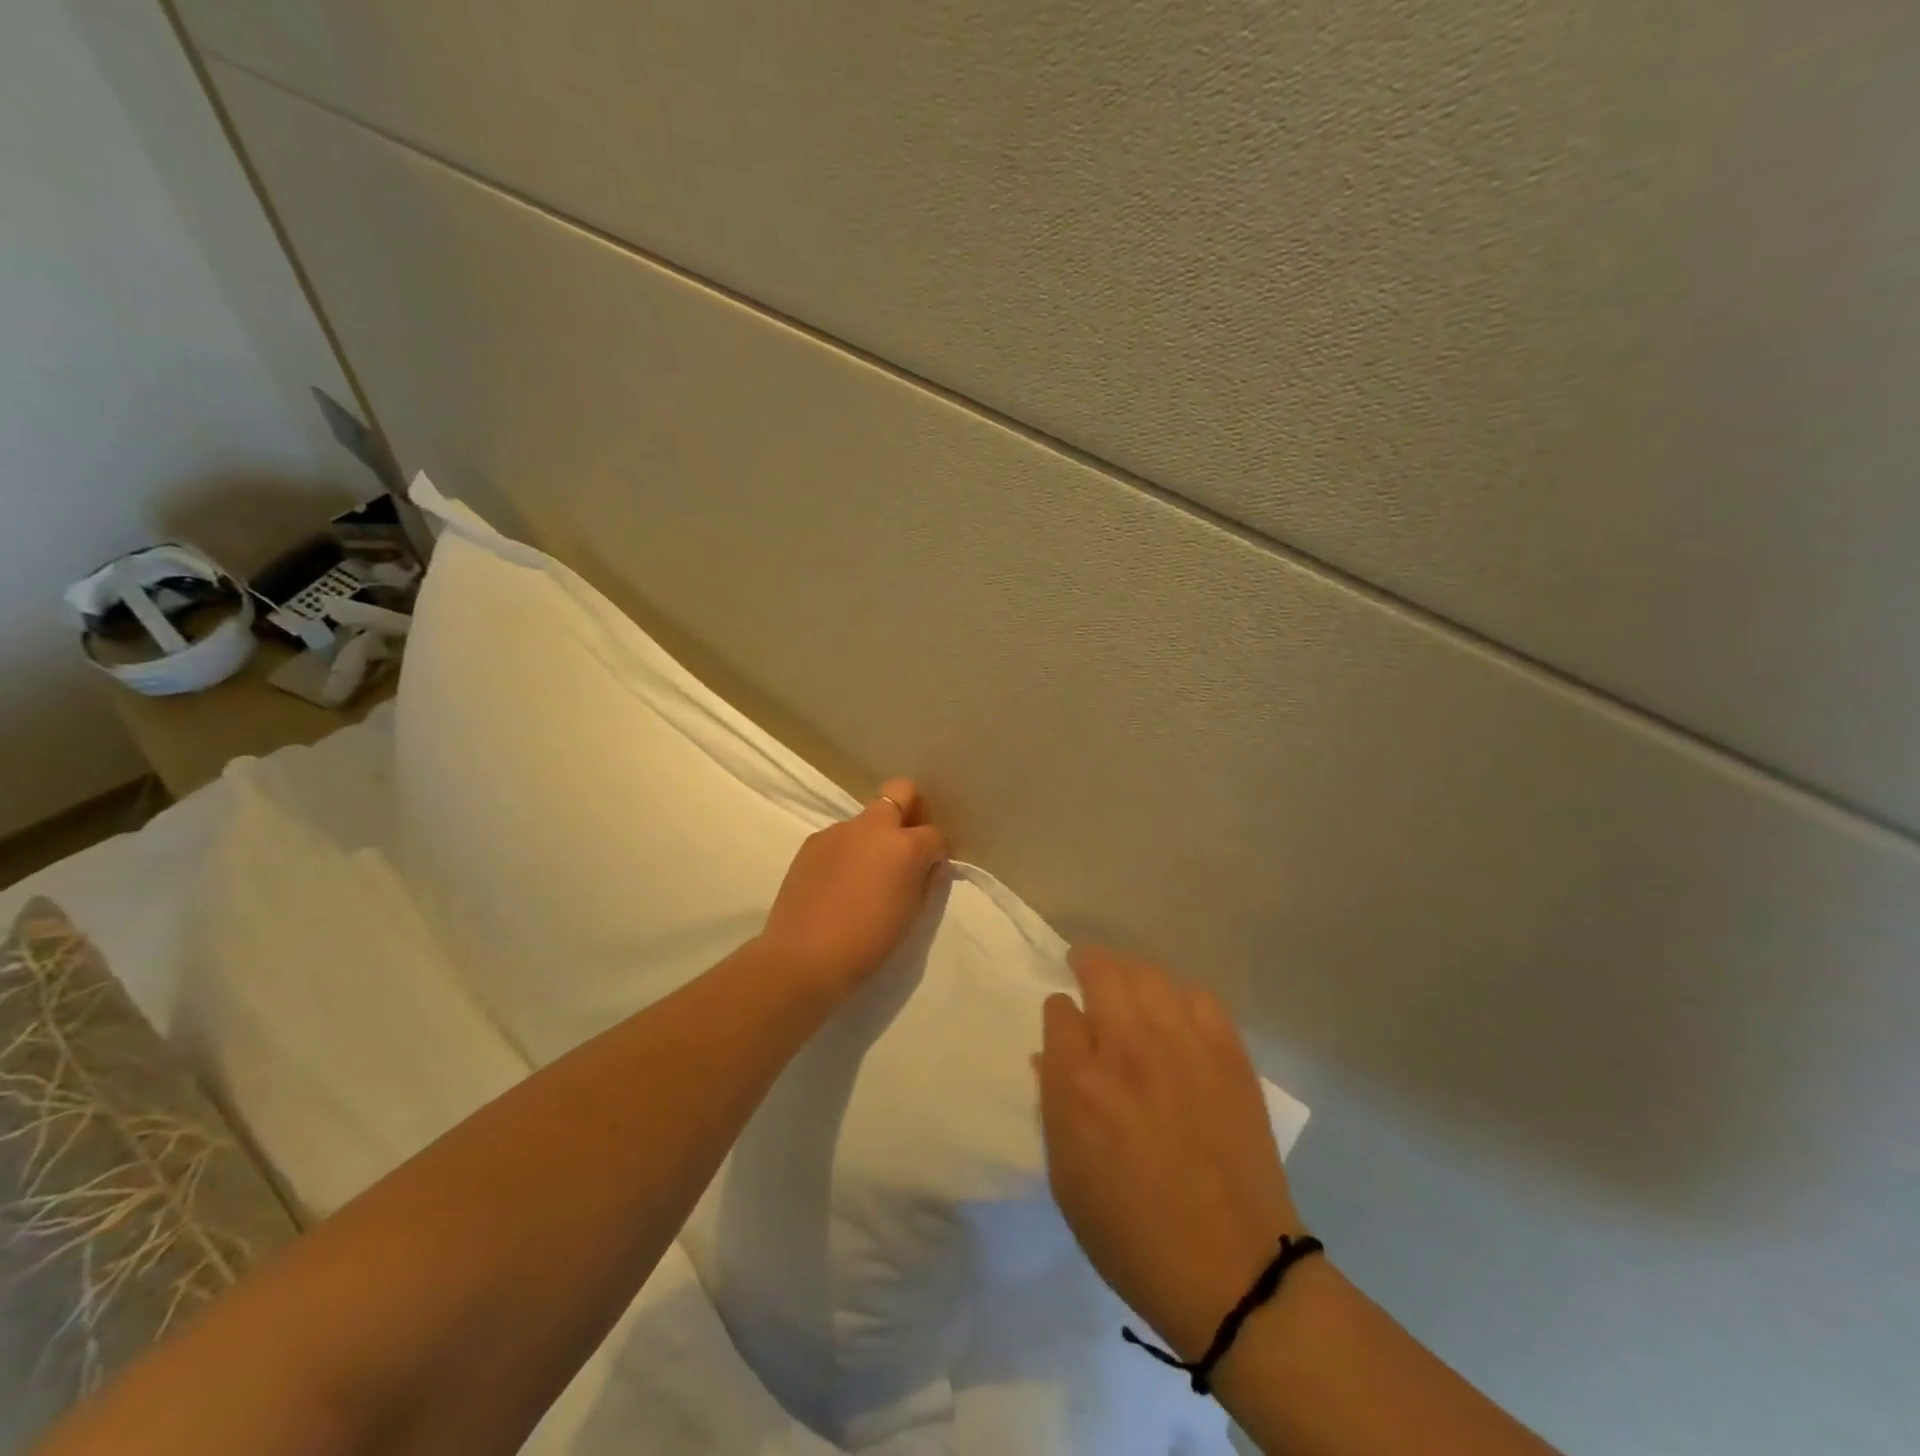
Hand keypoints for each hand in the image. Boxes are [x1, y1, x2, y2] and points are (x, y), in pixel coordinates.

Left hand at [757, 778, 948, 997]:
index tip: (931, 869)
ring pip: (867, 818)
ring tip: (867, 874)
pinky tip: (840, 883)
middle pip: (901, 791)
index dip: (938, 851)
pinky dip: (849, 851)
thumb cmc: (868, 942)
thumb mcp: (911, 915)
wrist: (803, 957)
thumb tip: (930, 864)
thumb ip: (926, 881)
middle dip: (912, 809)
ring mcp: (839, 831)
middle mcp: (872, 827)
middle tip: (908, 843)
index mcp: (904, 845)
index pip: (934, 834)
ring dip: (876, 835)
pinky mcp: (812, 843)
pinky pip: (841, 837)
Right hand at [1037, 947, 1302, 1361]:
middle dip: (1087, 962)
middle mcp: (1128, 1050)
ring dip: (1130, 970)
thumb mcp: (1067, 1179)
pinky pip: (1200, 997)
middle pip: (1103, 973)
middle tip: (1084, 965)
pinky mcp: (1228, 1055)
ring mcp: (1183, 1047)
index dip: (1058, 1011)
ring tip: (1126, 979)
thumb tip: (1049, 1057)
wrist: (1233, 1271)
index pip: (1058, 1011)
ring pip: (1149, 975)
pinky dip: (1180, 993)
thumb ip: (1054, 1106)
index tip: (1063, 1021)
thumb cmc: (1132, 1234)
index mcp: (1079, 1085)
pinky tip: (1175, 1007)